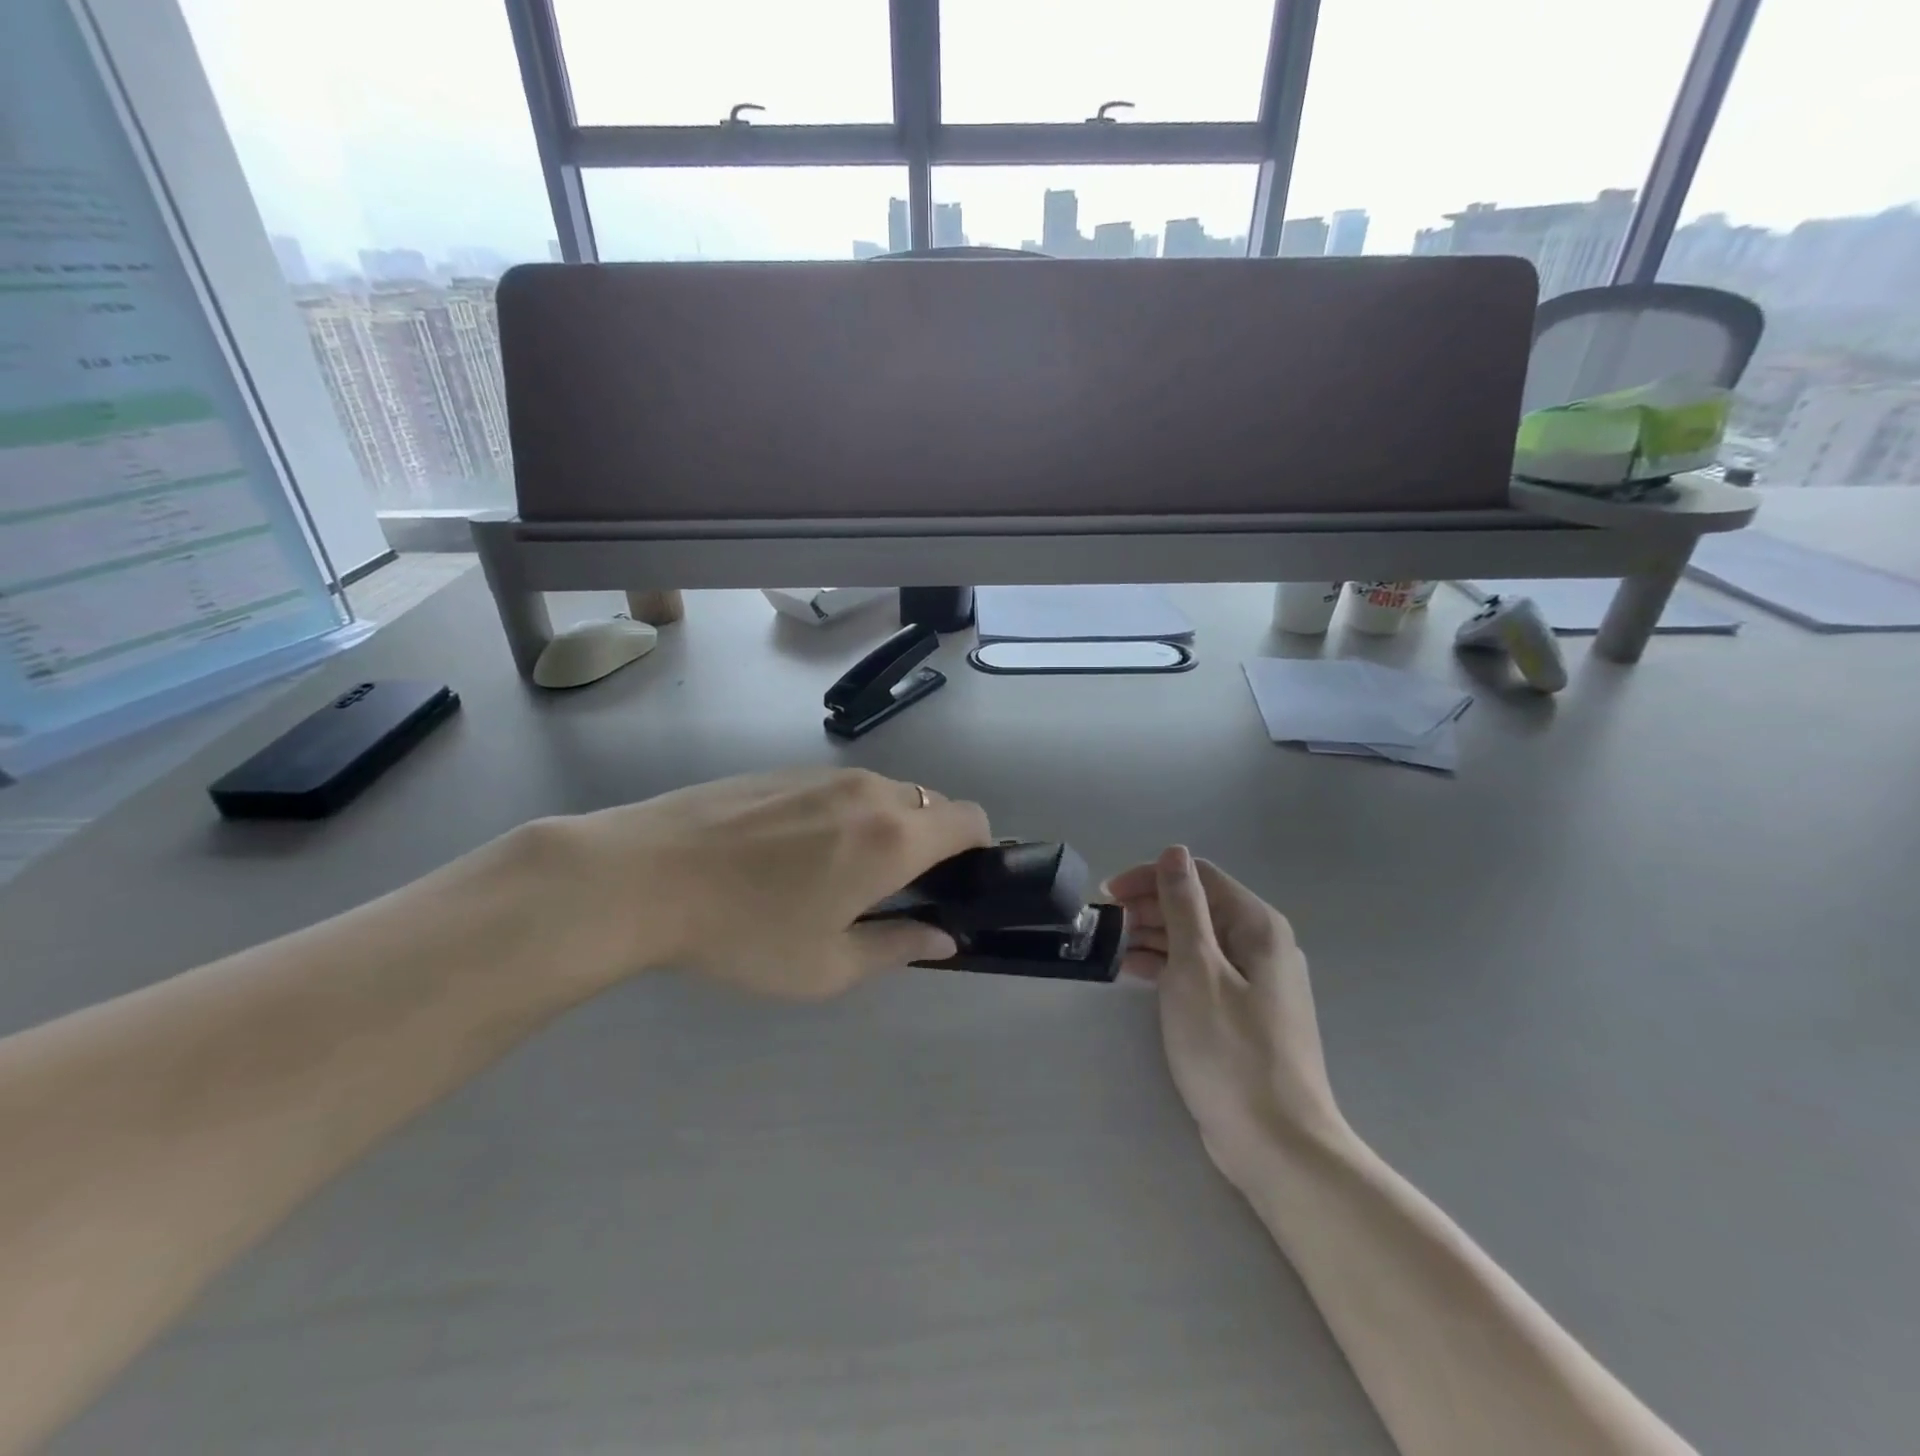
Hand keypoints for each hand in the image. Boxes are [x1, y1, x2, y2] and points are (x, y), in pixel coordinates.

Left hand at [537, 768, 990, 998]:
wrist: (645, 874)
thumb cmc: (744, 932)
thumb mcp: (826, 966)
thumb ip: (898, 947)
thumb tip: (943, 938)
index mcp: (894, 838)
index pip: (971, 820)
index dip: (979, 850)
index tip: (955, 885)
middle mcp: (871, 792)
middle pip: (933, 804)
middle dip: (933, 842)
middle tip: (895, 891)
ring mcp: (826, 773)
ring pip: (888, 793)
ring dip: (888, 826)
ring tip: (839, 872)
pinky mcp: (787, 768)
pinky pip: (844, 787)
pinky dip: (848, 813)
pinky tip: (796, 850)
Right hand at [1105, 847, 1346, 1177]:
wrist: (1277, 1143)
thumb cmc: (1230, 1049)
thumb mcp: (1196, 968)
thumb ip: (1183, 906)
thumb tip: (1174, 852)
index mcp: (1256, 925)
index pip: (1198, 876)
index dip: (1151, 878)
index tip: (1108, 896)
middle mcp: (1261, 945)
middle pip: (1198, 906)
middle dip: (1149, 908)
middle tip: (1105, 926)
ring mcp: (1254, 982)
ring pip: (1197, 940)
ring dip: (1154, 937)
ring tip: (1112, 949)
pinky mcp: (1243, 1013)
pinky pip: (1200, 972)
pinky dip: (1168, 967)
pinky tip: (1135, 973)